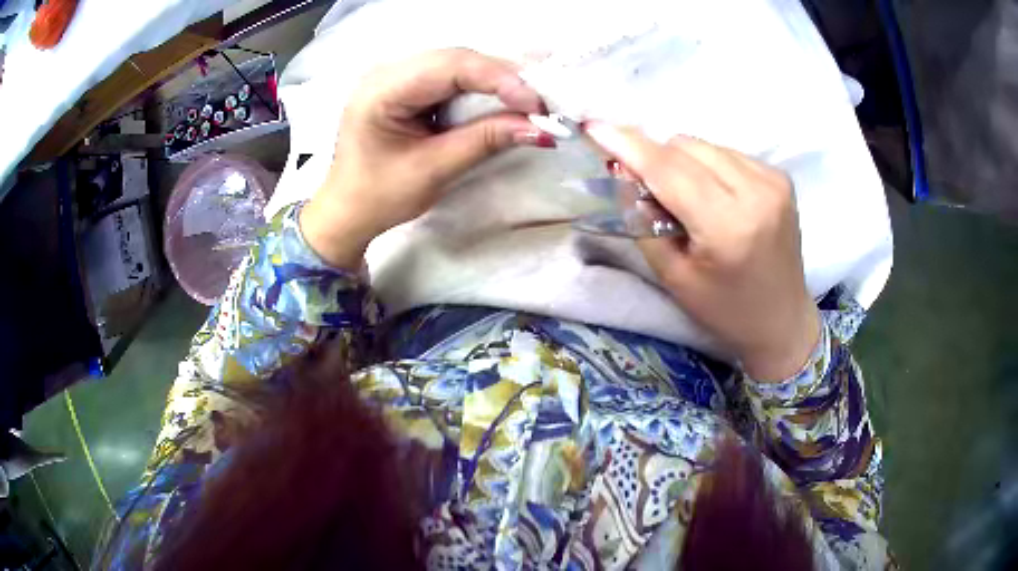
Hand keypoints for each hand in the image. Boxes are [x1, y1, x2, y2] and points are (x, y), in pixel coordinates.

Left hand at [300, 49, 554, 268]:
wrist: (347, 211)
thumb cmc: (380, 196)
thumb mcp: (433, 170)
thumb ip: (484, 141)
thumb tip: (539, 128)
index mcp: (381, 90)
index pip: (450, 66)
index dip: (500, 79)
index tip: (537, 104)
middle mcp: (386, 71)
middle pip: (455, 59)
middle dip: (501, 78)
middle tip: (538, 103)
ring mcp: (394, 76)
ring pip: (456, 64)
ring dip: (493, 81)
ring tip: (524, 102)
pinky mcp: (404, 86)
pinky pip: (448, 77)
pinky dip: (477, 88)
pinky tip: (497, 101)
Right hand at [586, 124, 820, 380]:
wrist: (782, 320)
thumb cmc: (725, 310)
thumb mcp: (673, 276)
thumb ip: (642, 221)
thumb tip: (623, 170)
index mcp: (728, 226)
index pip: (668, 170)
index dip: (628, 145)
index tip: (595, 127)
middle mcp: (756, 192)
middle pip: (684, 147)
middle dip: (656, 160)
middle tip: (651, 194)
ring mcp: (773, 180)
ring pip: (705, 145)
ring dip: (683, 162)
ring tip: (689, 200)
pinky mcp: (781, 177)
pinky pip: (727, 152)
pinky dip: (709, 166)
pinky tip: (715, 196)